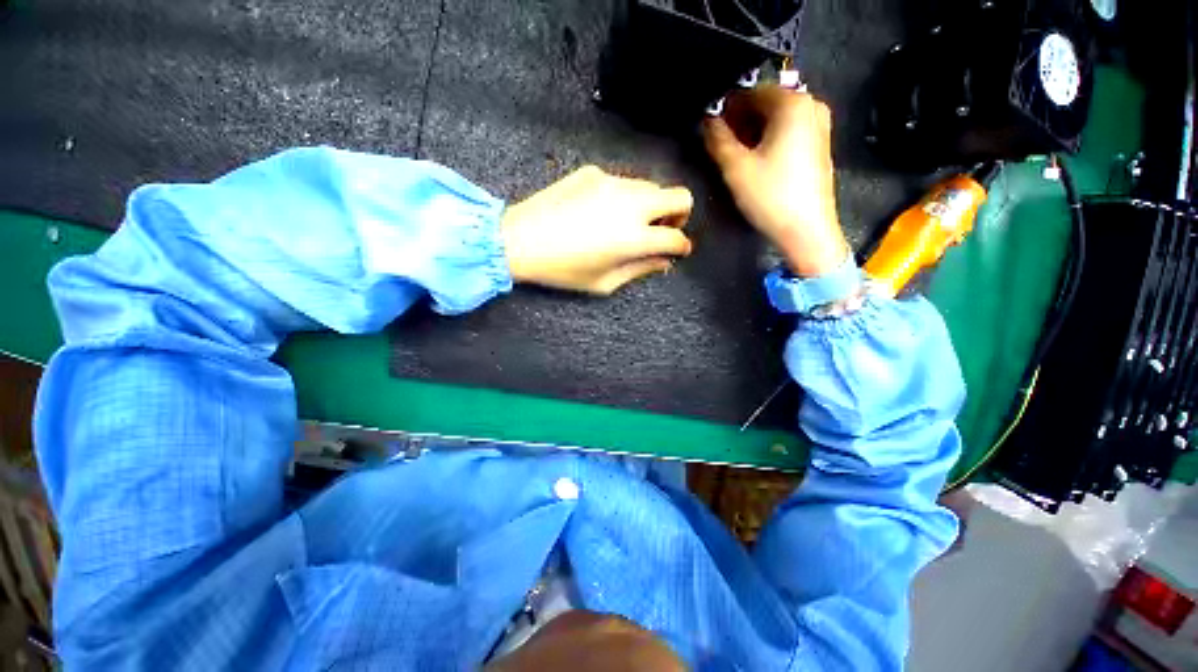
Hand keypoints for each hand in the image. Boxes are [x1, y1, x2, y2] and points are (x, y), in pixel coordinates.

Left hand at [501, 166, 693, 294]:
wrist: (519, 239)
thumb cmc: (562, 269)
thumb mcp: (604, 282)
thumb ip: (639, 270)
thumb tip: (662, 262)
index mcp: (634, 237)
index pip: (676, 237)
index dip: (682, 246)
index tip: (678, 250)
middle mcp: (631, 204)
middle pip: (680, 196)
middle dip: (680, 215)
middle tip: (663, 229)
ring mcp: (612, 183)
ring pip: (651, 186)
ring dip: (651, 205)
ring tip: (630, 223)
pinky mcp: (593, 173)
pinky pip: (622, 182)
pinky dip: (624, 197)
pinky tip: (601, 212)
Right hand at [703, 87, 848, 276]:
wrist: (807, 230)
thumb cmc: (770, 196)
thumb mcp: (736, 168)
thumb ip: (717, 139)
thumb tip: (707, 120)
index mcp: (793, 103)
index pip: (751, 92)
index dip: (726, 107)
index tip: (710, 127)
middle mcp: (811, 106)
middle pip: (766, 103)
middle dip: (740, 120)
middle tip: (720, 142)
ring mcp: (819, 126)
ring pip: (777, 119)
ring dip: (752, 132)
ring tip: (735, 155)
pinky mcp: (819, 146)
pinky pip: (788, 132)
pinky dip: (769, 140)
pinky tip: (756, 161)